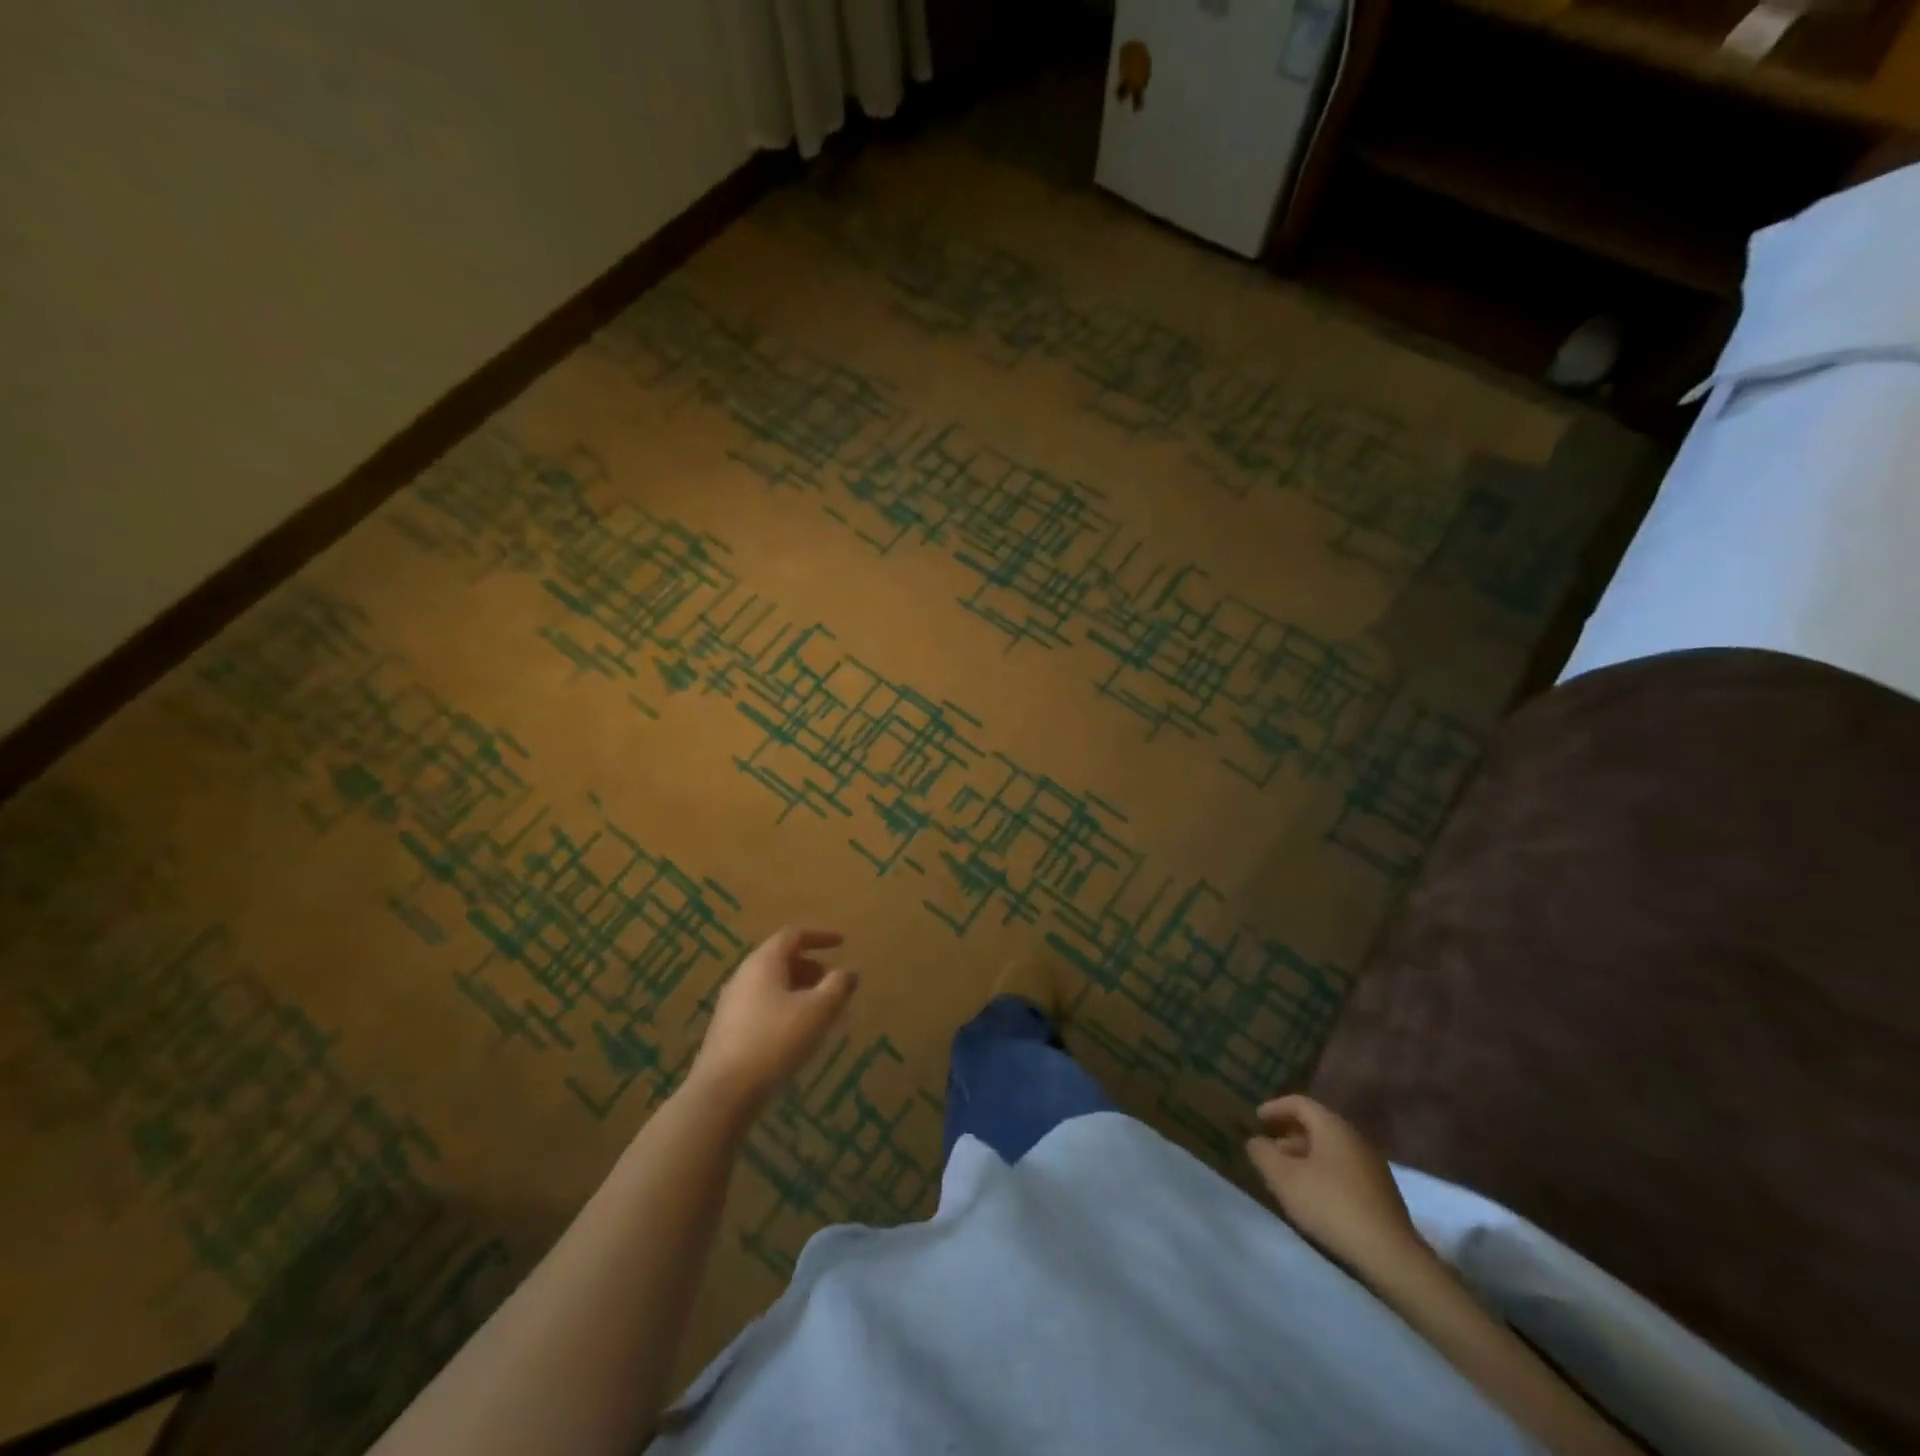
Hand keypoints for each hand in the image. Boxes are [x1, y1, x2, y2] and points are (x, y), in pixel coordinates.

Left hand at [689, 927, 857, 1111]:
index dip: (820, 936)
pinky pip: (764, 1005)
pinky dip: (786, 1008)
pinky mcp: (728, 1029)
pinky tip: (798, 1033)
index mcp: (764, 962)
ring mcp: (733, 1003)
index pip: (793, 935)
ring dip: (801, 990)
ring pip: (773, 985)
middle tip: (835, 984)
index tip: (842, 943)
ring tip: (822, 1011)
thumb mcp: (817, 1011)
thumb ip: (837, 987)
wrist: (723, 1092)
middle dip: (813, 967)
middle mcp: (744, 975)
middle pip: (782, 959)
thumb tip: (848, 972)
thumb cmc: (775, 1040)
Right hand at [1247, 1095, 1423, 1273]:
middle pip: (1316, 1126)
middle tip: (1268, 1148)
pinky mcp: (1381, 1192)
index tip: (1256, 1119)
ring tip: (1286, 1176)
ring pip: (1330, 1149)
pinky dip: (1323, 1172)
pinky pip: (1343, 1169)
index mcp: (1332, 1126)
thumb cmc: (1330, 1205)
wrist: (1390, 1255)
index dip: (1275, 1107)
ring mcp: (1372, 1165)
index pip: (1299, 1103)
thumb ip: (1263, 1154)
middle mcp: (1354, 1138)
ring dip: (1305, 1156)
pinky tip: (1313, 1196)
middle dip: (1288, 1134)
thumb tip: (1255, 1141)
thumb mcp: (1284, 1178)